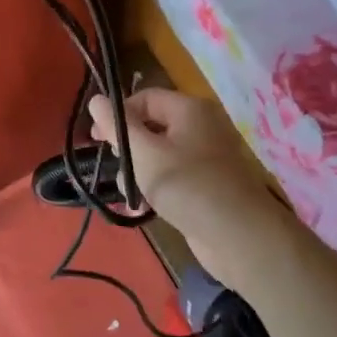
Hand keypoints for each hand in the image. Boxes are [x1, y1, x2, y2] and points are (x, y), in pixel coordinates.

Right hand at [88, 88, 297, 288]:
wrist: (240, 238)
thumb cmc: (188, 186)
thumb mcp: (144, 154)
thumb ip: (117, 126)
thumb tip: (96, 99)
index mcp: (190, 109)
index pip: (145, 98)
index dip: (119, 114)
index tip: (96, 139)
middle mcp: (200, 127)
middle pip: (151, 126)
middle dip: (128, 149)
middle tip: (119, 170)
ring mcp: (206, 158)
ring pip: (159, 155)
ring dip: (139, 173)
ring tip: (133, 195)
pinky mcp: (207, 185)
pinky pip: (172, 177)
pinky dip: (156, 188)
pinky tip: (144, 207)